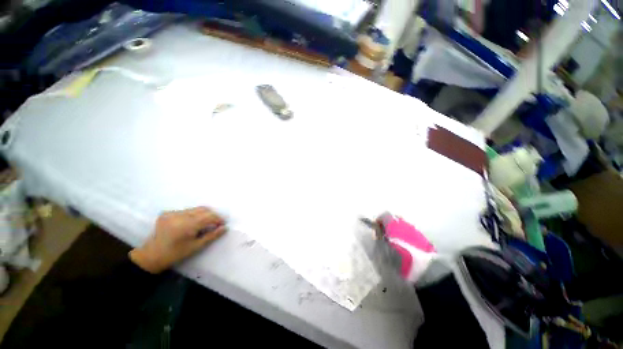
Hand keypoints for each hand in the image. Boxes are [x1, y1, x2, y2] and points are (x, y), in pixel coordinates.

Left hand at [129, 207, 226, 273]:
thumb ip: (212, 236)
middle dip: (212, 215)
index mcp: (187, 225)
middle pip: (203, 210)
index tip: (223, 223)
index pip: (209, 217)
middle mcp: (180, 215)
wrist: (151, 256)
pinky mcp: (167, 213)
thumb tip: (225, 228)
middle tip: (216, 223)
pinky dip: (192, 215)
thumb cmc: (175, 254)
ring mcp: (172, 213)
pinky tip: (191, 223)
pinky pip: (186, 211)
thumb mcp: (196, 246)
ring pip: (195, 209)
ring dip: (203, 214)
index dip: (218, 219)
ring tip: (205, 223)